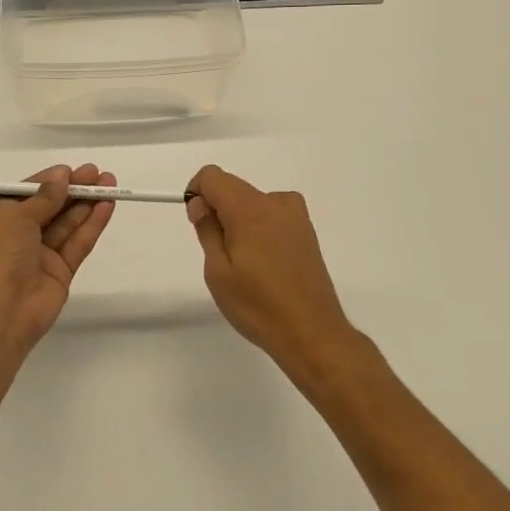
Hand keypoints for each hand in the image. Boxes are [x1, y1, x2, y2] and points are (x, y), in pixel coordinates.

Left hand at [0, 164, 116, 349]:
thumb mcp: (14, 217)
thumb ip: (43, 197)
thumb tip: (61, 176)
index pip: (26, 195)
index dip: (49, 182)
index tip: (72, 170)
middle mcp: (17, 237)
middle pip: (50, 208)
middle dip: (73, 190)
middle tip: (99, 174)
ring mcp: (40, 256)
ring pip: (67, 224)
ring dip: (87, 204)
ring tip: (110, 184)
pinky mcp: (60, 273)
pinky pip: (77, 244)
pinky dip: (91, 225)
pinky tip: (107, 207)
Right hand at [186, 165, 357, 373]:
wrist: (312, 334)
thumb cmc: (258, 306)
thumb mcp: (218, 272)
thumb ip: (207, 229)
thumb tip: (200, 203)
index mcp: (251, 209)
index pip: (213, 176)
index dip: (197, 193)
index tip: (198, 223)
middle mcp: (276, 203)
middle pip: (233, 188)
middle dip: (218, 210)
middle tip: (219, 254)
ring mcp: (296, 216)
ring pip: (253, 202)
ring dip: (239, 221)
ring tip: (244, 264)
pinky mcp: (307, 231)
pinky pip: (272, 215)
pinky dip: (259, 228)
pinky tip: (264, 265)